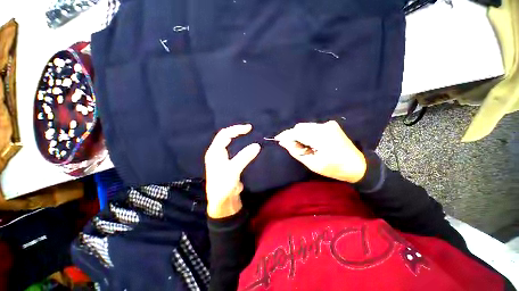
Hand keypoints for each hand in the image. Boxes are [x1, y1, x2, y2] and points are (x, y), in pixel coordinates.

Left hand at [204, 124, 260, 217]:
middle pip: (225, 137)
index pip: (224, 134)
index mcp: (214, 152)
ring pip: (229, 143)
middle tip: (249, 129)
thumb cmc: (224, 185)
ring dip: (238, 138)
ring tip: (248, 135)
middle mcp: (216, 153)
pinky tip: (246, 146)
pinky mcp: (227, 164)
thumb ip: (244, 157)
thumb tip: (257, 145)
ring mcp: (222, 158)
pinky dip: (240, 146)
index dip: (236, 129)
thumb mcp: (234, 170)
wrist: (222, 202)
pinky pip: (234, 151)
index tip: (249, 128)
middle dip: (236, 131)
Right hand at [275, 120, 366, 182]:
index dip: (286, 135)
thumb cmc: (334, 168)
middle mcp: (324, 126)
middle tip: (293, 147)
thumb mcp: (313, 164)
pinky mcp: (331, 125)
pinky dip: (307, 133)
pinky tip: (310, 142)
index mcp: (321, 137)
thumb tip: (284, 143)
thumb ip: (297, 152)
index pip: (297, 132)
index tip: (277, 139)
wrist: (358, 165)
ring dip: (300, 134)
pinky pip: (313, 127)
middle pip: (301, 127)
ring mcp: (328, 124)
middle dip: (293, 135)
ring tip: (303, 146)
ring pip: (306, 126)